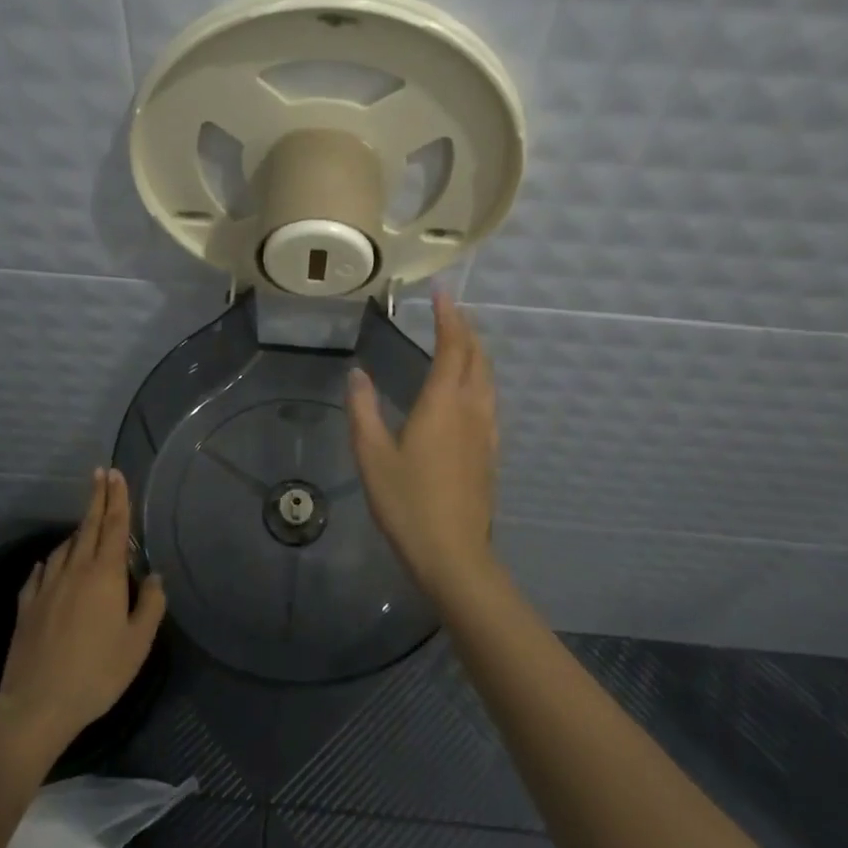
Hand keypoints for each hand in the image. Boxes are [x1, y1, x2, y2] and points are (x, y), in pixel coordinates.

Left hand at [0, 468, 166, 761]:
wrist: (37, 705)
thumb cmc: (97, 673)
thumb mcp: (137, 644)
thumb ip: (150, 605)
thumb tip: (154, 577)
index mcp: (104, 575)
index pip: (114, 525)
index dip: (117, 498)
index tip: (115, 473)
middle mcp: (75, 571)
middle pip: (88, 526)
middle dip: (96, 498)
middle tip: (100, 474)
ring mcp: (47, 587)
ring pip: (64, 547)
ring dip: (76, 531)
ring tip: (84, 525)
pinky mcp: (27, 606)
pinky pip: (40, 573)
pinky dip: (49, 562)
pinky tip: (49, 564)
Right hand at [348, 286, 503, 605]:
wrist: (454, 555)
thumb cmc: (407, 503)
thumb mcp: (372, 456)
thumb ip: (363, 410)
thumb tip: (357, 374)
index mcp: (442, 404)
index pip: (452, 346)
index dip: (448, 316)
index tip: (441, 292)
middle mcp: (470, 409)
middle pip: (476, 357)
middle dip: (465, 328)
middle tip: (450, 309)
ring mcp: (485, 431)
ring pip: (488, 378)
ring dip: (476, 351)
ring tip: (461, 339)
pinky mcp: (490, 452)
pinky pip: (490, 400)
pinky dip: (481, 378)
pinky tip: (471, 390)